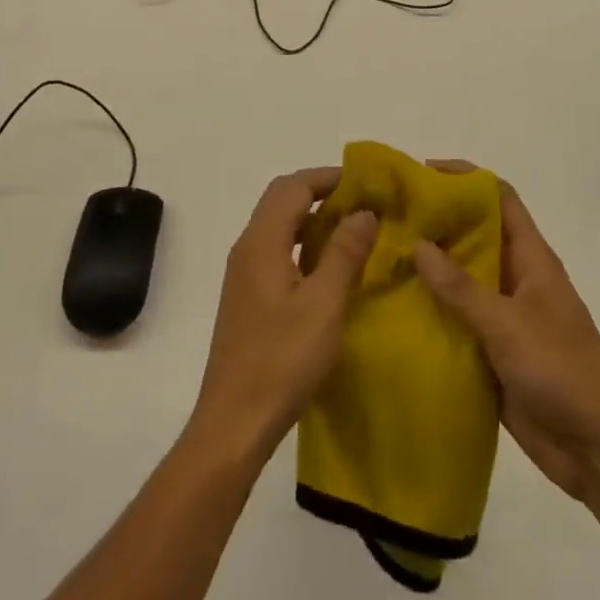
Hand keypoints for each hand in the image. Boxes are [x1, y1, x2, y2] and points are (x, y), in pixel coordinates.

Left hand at [187, 169, 377, 463]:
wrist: (234, 423)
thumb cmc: (281, 360)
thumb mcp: (324, 304)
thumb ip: (344, 253)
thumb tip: (364, 211)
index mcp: (261, 241)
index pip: (293, 186)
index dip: (328, 177)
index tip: (365, 181)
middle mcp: (247, 247)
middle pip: (282, 199)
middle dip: (321, 192)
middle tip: (362, 202)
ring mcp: (244, 273)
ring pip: (279, 225)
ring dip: (313, 218)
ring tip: (354, 230)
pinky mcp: (248, 296)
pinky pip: (277, 250)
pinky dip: (303, 243)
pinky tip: (329, 267)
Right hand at [413, 165, 599, 502]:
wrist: (599, 451)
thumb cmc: (561, 371)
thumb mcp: (508, 324)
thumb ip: (460, 286)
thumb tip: (417, 243)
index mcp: (530, 257)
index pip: (498, 198)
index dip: (465, 178)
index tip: (421, 174)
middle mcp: (514, 277)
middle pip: (473, 234)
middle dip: (434, 221)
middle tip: (387, 216)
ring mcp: (503, 315)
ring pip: (460, 277)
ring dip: (427, 267)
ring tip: (380, 257)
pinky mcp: (491, 350)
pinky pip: (456, 318)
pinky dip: (429, 309)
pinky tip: (393, 309)